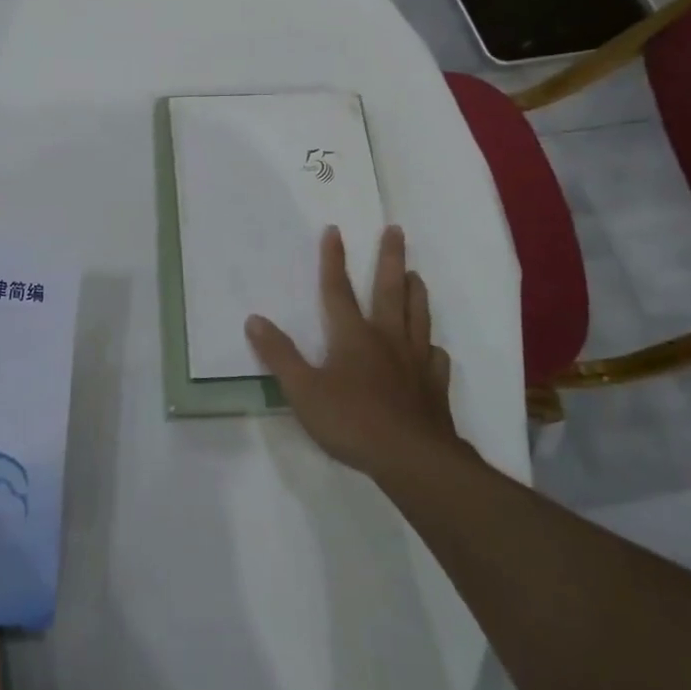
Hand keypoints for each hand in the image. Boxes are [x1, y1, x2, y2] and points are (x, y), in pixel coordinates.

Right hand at [245, 225, 459, 478]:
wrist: (413, 459)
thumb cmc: (352, 422)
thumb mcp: (303, 391)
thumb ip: (279, 355)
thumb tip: (254, 319)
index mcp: (353, 335)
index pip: (338, 289)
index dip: (333, 259)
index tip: (335, 230)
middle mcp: (387, 338)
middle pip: (390, 290)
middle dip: (390, 258)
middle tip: (396, 230)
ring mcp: (415, 361)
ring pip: (418, 316)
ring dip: (416, 292)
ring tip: (417, 274)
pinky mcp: (434, 387)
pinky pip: (436, 359)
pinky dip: (434, 349)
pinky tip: (434, 350)